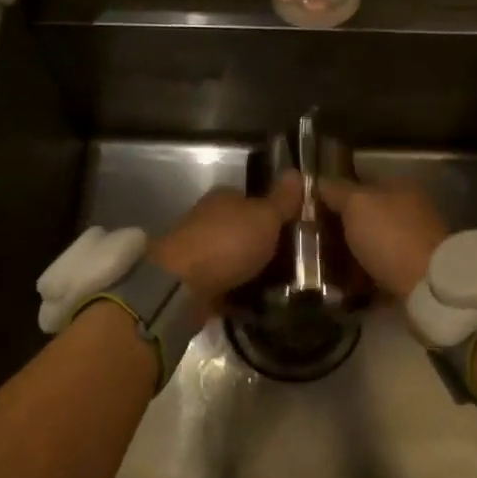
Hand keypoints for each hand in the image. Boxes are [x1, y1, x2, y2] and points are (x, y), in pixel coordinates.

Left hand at [151, 173, 302, 302]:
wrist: (180, 286)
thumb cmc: (227, 243)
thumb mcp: (265, 217)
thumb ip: (282, 200)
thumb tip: (296, 172)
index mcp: (223, 198)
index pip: (252, 199)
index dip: (273, 213)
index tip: (295, 231)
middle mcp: (208, 221)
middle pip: (243, 230)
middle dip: (263, 245)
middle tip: (294, 263)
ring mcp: (198, 252)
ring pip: (233, 259)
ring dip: (252, 271)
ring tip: (282, 288)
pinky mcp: (193, 282)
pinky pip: (225, 286)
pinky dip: (239, 294)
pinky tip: (259, 305)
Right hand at [318, 177, 448, 299]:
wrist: (428, 286)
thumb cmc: (390, 236)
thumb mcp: (357, 204)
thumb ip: (337, 191)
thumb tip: (321, 181)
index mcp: (400, 187)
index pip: (360, 185)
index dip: (335, 196)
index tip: (310, 213)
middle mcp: (409, 211)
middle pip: (366, 217)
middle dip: (340, 230)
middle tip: (312, 244)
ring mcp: (413, 243)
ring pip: (371, 245)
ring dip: (350, 256)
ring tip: (323, 269)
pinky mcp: (413, 273)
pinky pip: (379, 271)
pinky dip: (363, 277)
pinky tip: (343, 286)